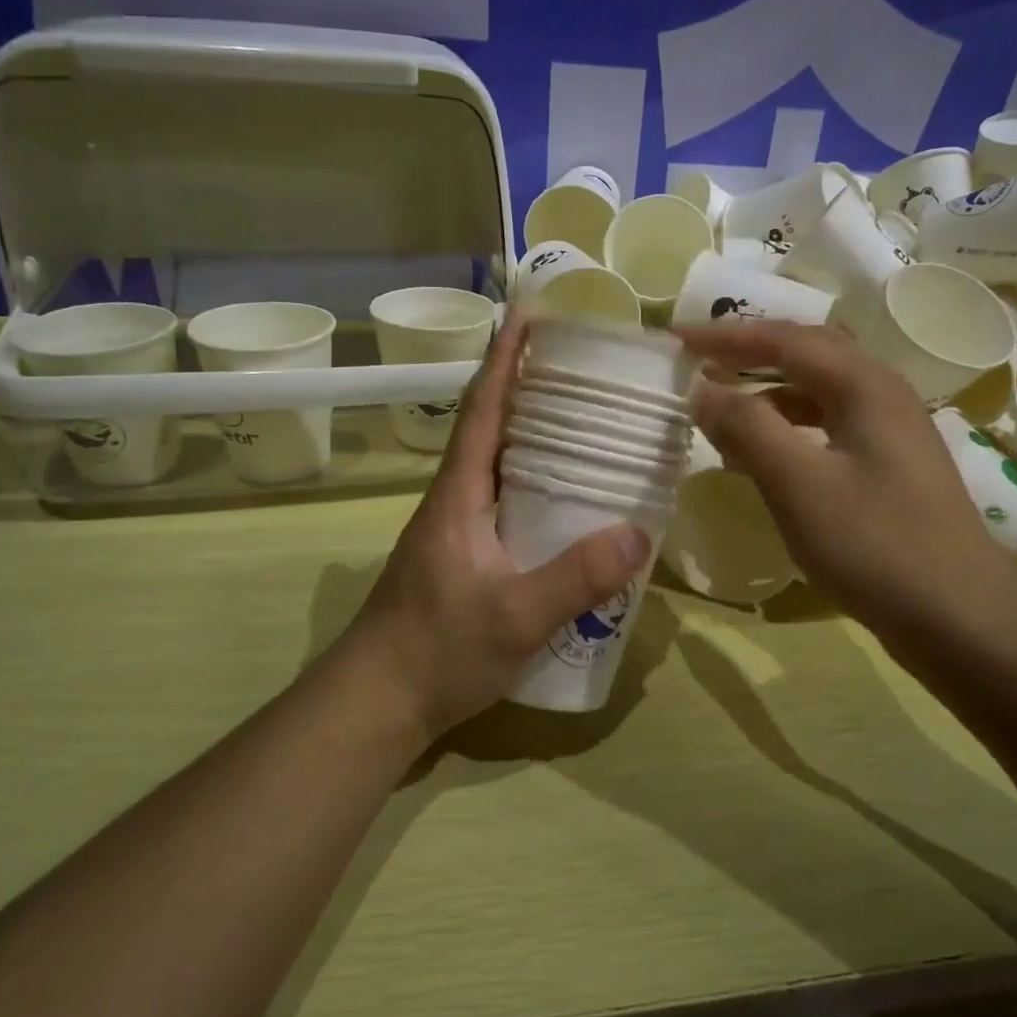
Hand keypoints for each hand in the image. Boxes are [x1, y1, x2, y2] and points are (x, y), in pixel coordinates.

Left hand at [350, 311, 652, 742]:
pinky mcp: (465, 554)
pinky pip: (505, 496)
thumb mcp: (514, 617)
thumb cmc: (437, 650)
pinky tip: (568, 495)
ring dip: (532, 431)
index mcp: (459, 493)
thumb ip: (574, 578)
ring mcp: (457, 527)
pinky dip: (534, 478)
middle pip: (492, 425)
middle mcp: (456, 498)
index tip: (530, 316)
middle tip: (582, 366)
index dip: (505, 360)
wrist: (379, 701)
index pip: (483, 409)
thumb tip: (637, 533)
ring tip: (585, 418)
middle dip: (528, 386)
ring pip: (498, 461)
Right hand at [676, 321, 1016, 654]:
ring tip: (721, 411)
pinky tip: (762, 458)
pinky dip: (788, 430)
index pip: (784, 339)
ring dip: (767, 394)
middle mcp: (882, 395)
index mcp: (864, 385)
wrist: (961, 618)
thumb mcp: (799, 484)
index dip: (726, 336)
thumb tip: (704, 389)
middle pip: (807, 354)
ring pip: (818, 393)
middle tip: (700, 364)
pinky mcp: (890, 468)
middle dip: (750, 354)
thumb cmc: (875, 545)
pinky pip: (828, 428)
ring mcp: (891, 432)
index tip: (677, 340)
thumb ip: (747, 428)